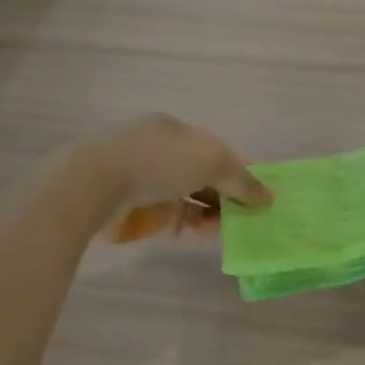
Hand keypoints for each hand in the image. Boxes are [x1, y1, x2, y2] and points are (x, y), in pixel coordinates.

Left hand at [93, 114, 270, 241]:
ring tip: (221, 230)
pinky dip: (185, 224)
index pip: (217, 150)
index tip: (258, 195)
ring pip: (186, 197)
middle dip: (226, 196)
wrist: (94, 184)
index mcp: (176, 130)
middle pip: (203, 175)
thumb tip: (269, 197)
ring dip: (208, 213)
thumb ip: (244, 181)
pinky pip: (166, 215)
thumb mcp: (213, 163)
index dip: (241, 171)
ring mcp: (142, 178)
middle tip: (244, 218)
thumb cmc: (159, 162)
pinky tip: (196, 234)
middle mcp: (159, 149)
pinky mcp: (129, 205)